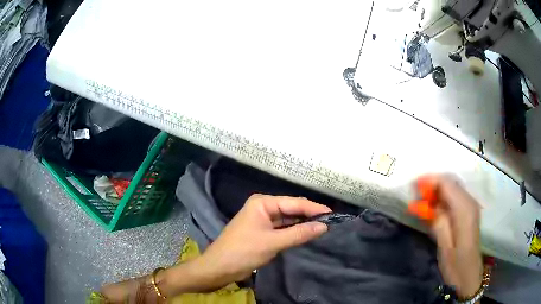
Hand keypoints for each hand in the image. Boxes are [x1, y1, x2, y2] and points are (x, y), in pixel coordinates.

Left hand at [194, 194, 330, 289]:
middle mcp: (263, 208)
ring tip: (323, 228)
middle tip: (331, 223)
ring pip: (287, 220)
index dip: (314, 208)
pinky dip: (294, 232)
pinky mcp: (262, 232)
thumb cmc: (243, 251)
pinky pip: (282, 229)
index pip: (294, 202)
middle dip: (309, 216)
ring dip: (302, 225)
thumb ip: (299, 234)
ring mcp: (262, 220)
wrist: (219, 267)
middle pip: (291, 210)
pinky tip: (306, 234)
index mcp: (262, 203)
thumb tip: (324, 226)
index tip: (333, 214)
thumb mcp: (273, 242)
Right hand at [427, 175, 482, 297]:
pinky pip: (454, 197)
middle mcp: (470, 202)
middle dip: (432, 185)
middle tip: (415, 196)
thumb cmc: (456, 265)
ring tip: (421, 203)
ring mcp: (471, 206)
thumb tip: (429, 205)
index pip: (447, 184)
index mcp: (464, 210)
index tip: (413, 186)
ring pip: (452, 189)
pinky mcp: (469, 212)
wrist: (469, 275)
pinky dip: (442, 199)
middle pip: (450, 183)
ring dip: (436, 192)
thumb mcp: (445, 246)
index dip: (430, 181)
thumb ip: (439, 222)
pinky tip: (433, 209)